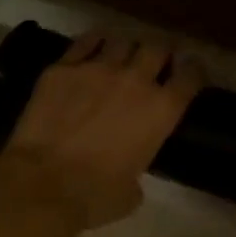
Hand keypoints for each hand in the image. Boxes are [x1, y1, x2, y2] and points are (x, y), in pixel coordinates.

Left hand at [0, 31, 201, 229]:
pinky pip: (85, 42)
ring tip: (121, 55)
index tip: (189, 72)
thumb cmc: (94, 196)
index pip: (190, 76)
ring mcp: (98, 68)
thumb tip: (128, 169)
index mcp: (161, 110)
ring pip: (122, 40)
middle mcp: (136, 80)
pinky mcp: (63, 68)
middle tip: (155, 59)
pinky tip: (94, 46)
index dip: (193, 71)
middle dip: (160, 51)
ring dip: (126, 47)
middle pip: (158, 47)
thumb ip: (138, 169)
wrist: (42, 184)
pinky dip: (95, 41)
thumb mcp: (132, 192)